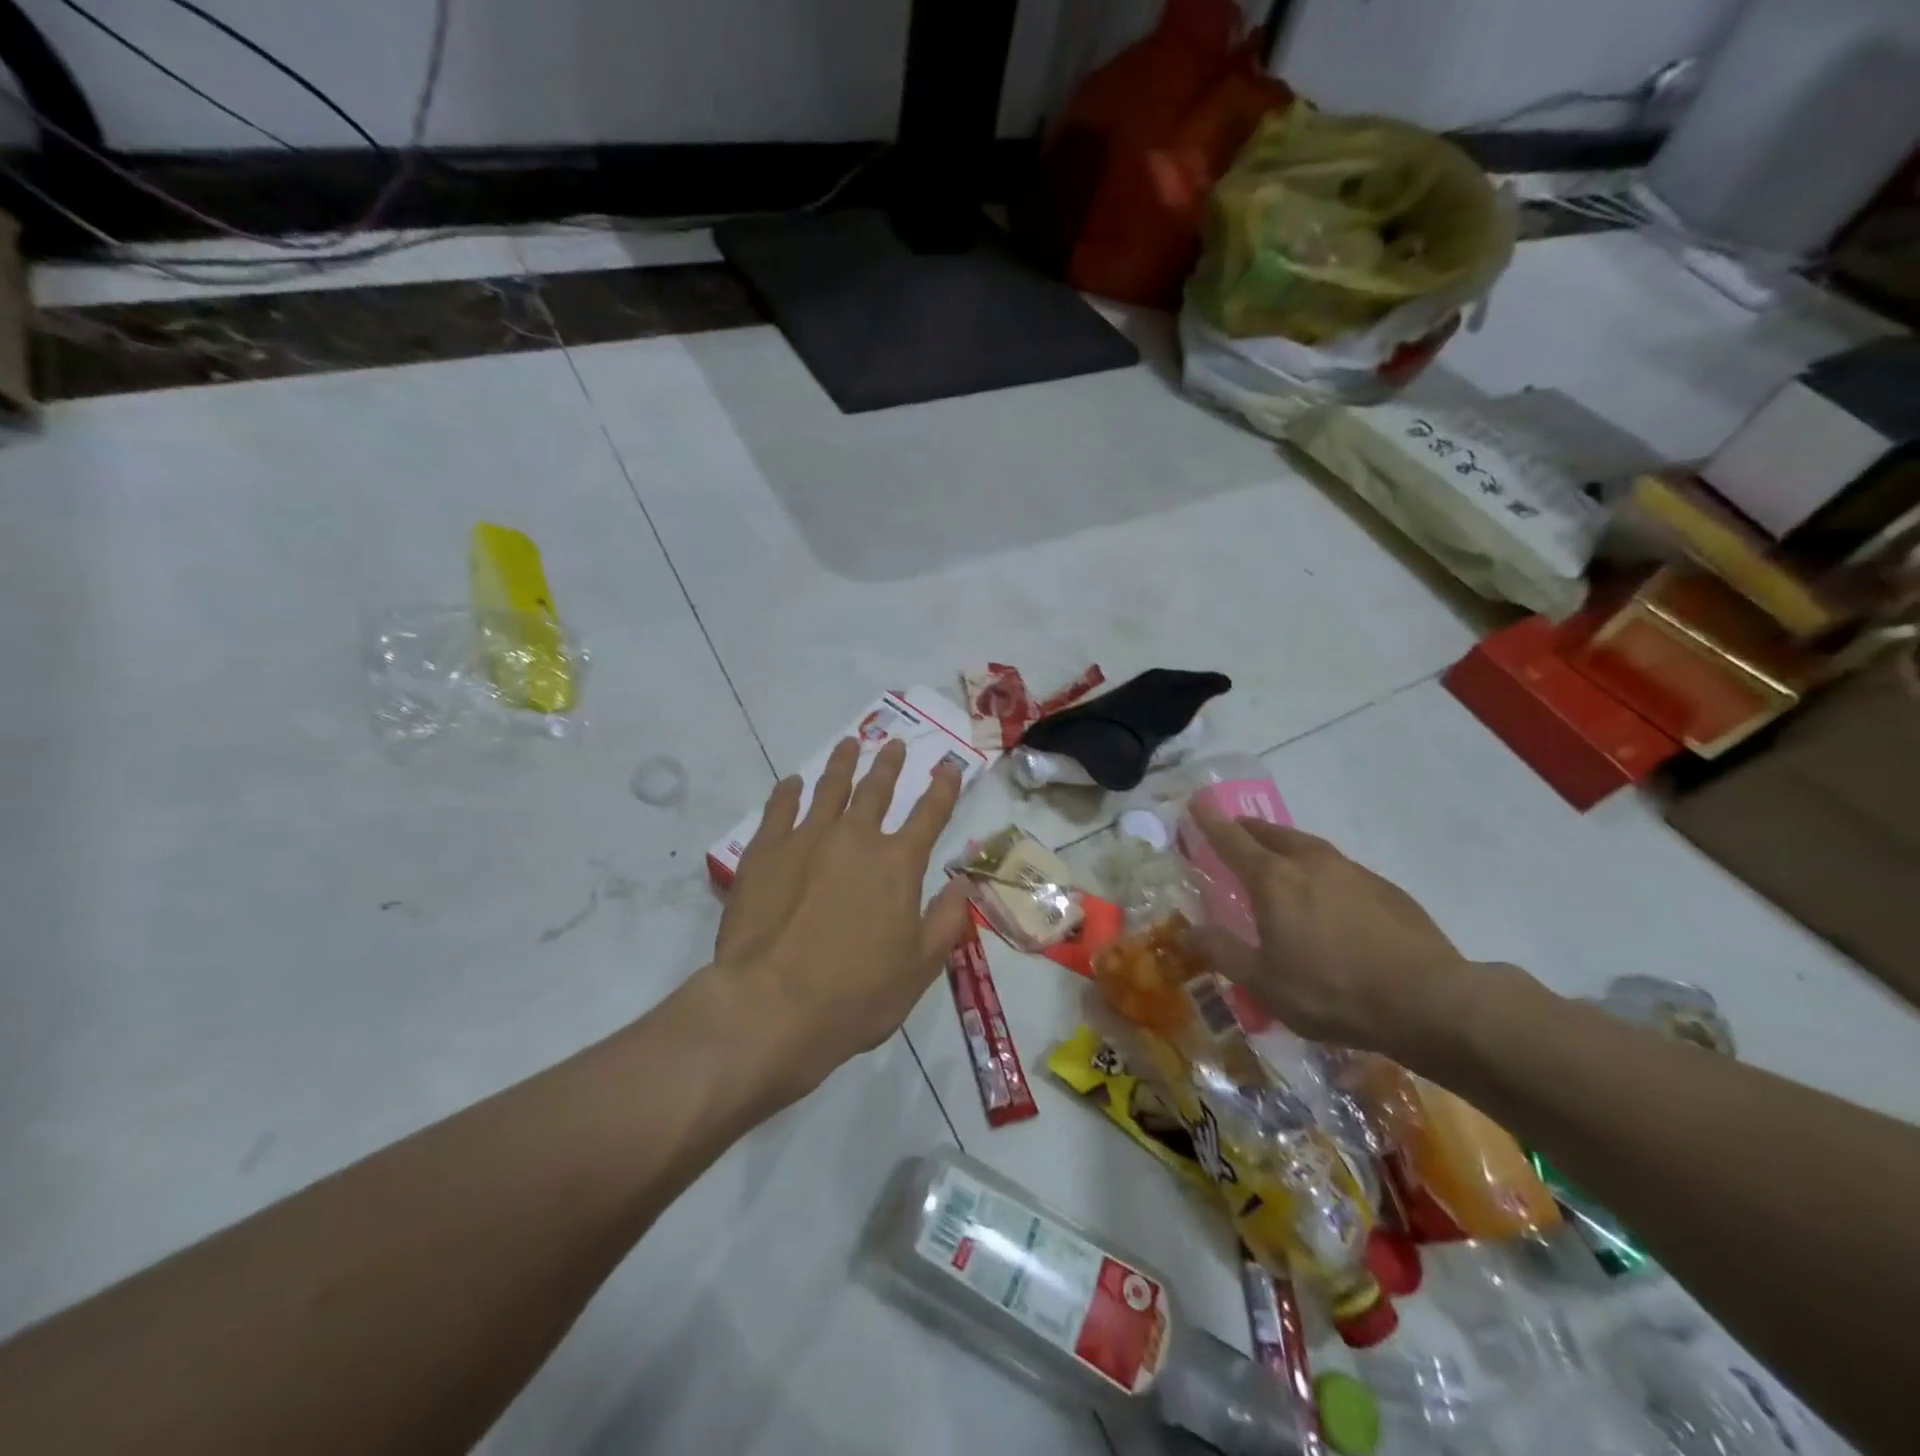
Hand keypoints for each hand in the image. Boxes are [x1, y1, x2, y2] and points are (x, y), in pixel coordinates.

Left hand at [712, 738, 972, 1101]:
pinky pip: (779, 808)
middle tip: (893, 744)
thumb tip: (964, 884)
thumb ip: (946, 920)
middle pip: (876, 790)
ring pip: (829, 788)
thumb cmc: (856, 995)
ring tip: (849, 744)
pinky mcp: (765, 851)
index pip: (930, 814)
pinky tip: (793, 783)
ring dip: (843, 764)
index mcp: (898, 864)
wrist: (771, 1005)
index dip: (943, 788)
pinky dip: (789, 791)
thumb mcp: (919, 968)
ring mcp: (806, 839)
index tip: (948, 765)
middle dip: (889, 765)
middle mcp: (855, 839)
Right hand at [1189, 804, 1473, 1054]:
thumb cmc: (1331, 990)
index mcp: (1274, 880)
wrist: (1429, 1001)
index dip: (1210, 821)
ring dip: (1285, 846)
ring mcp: (1352, 872)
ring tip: (1277, 860)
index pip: (1232, 840)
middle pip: (1271, 833)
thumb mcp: (1263, 981)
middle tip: (1235, 831)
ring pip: (1307, 846)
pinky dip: (1319, 872)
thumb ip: (1222, 951)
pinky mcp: (1385, 889)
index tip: (1196, 801)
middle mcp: (1310, 863)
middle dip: (1248, 829)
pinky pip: (1338, 868)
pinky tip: (1327, 898)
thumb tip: (1186, 931)